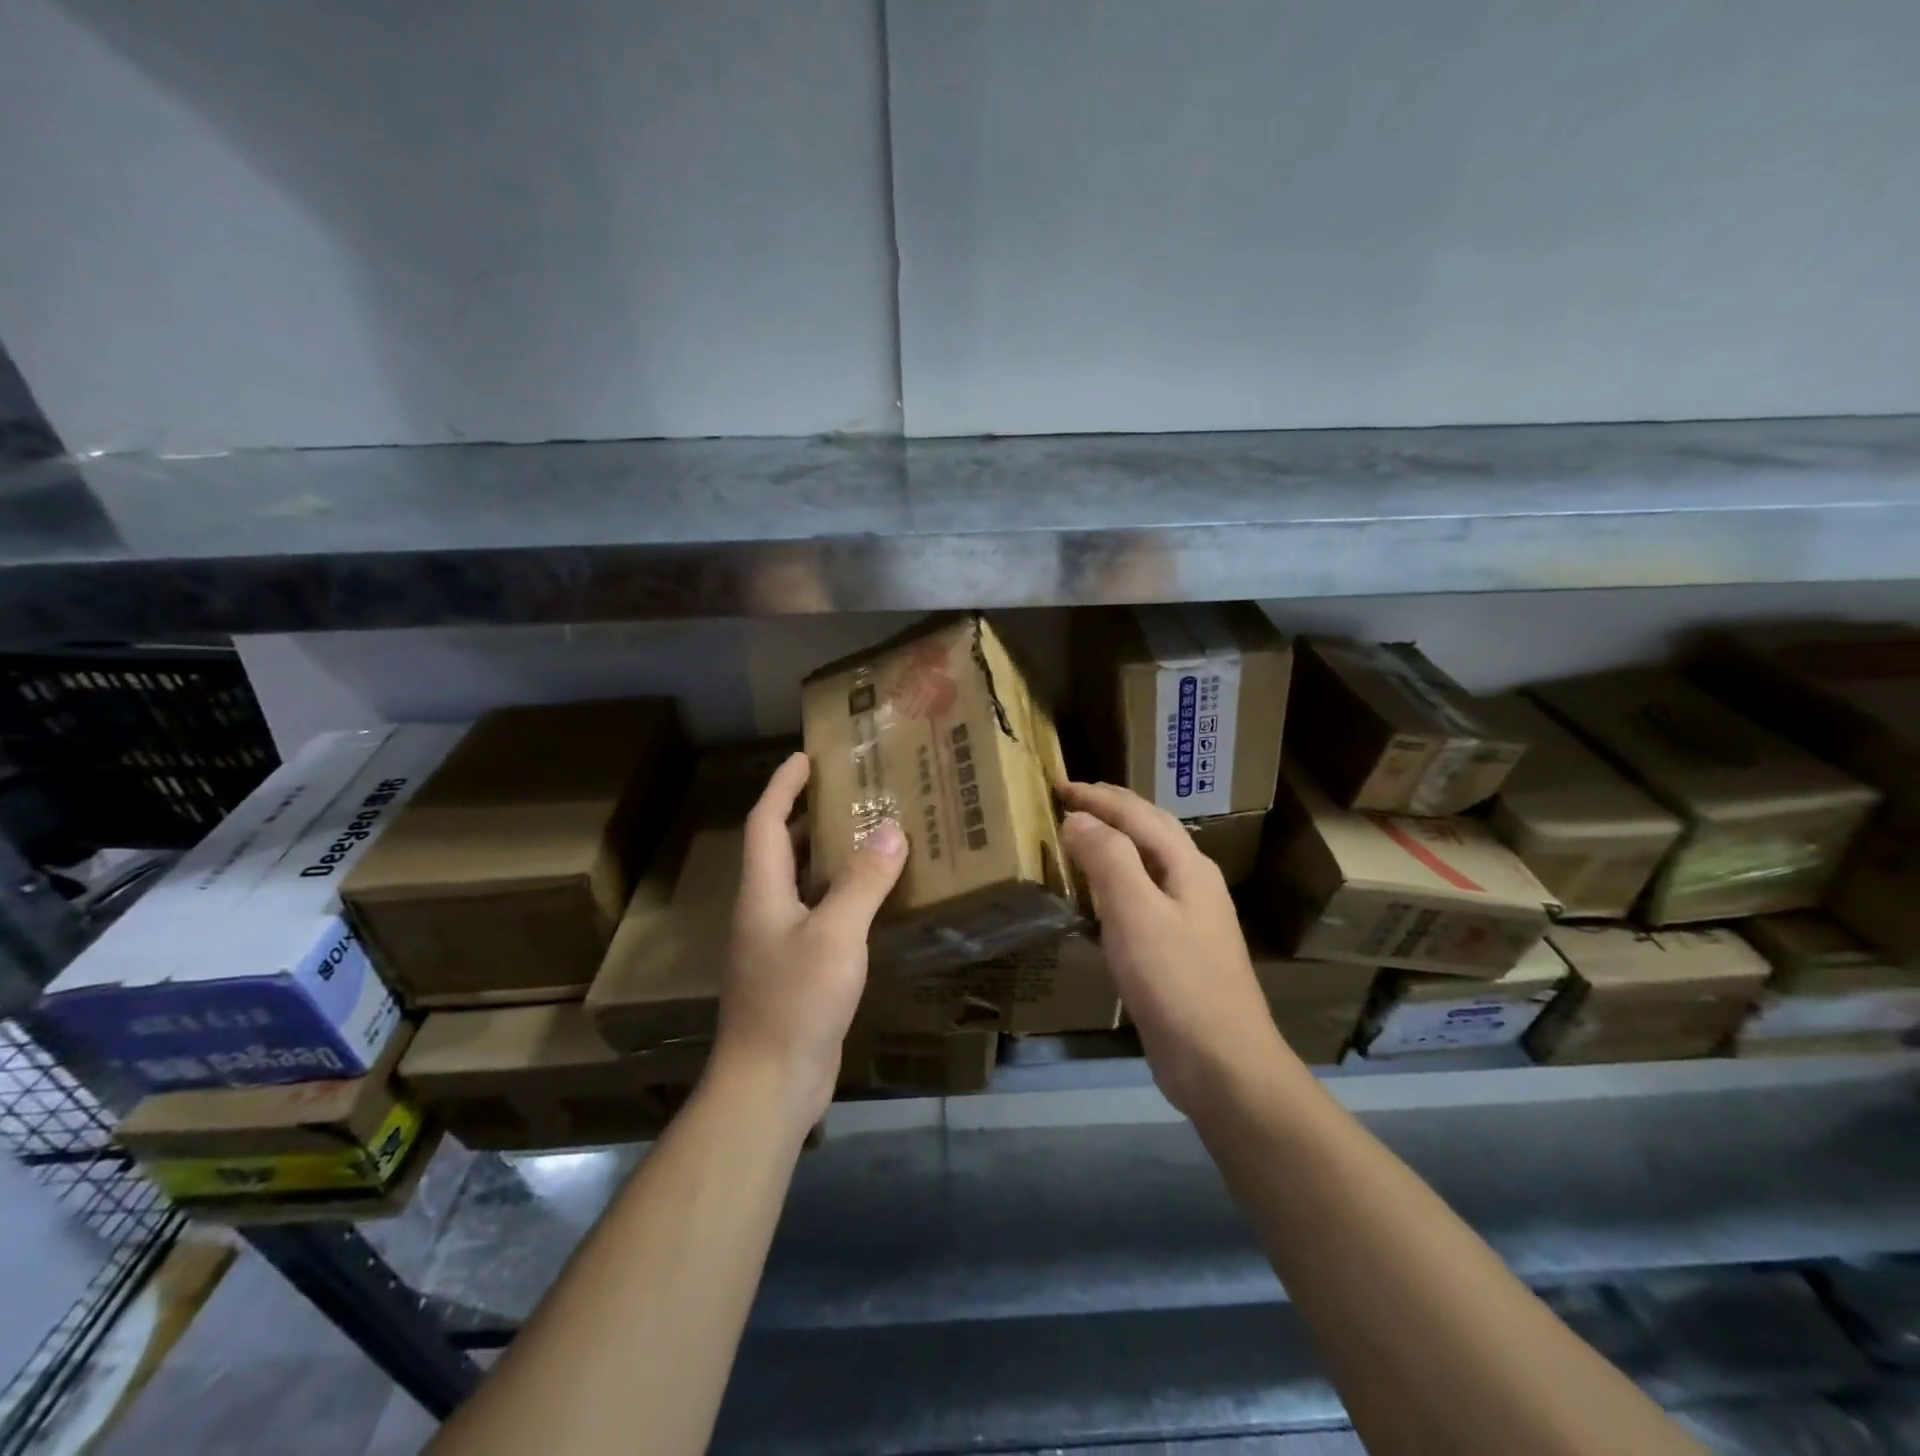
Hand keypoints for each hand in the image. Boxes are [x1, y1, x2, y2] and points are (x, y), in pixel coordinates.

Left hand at [714, 752, 908, 1126]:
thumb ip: (863, 882)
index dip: (782, 786)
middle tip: (848, 790)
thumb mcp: (836, 935)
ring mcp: (776, 943)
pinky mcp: (794, 970)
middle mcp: (763, 910)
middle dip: (807, 814)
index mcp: (763, 892)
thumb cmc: (795, 1001)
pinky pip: (816, 914)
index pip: (766, 822)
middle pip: (780, 848)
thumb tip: (891, 830)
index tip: (805, 757)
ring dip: (826, 854)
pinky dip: (839, 894)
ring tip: (866, 833)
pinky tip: (871, 899)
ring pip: (800, 882)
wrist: (769, 1083)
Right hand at [1060, 781, 1289, 1115]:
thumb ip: (1108, 859)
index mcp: (1186, 865)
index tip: (1056, 785)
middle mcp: (1192, 881)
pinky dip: (1114, 880)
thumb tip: (1079, 819)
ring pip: (1146, 862)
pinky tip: (1097, 898)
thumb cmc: (1177, 982)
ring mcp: (1189, 916)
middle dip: (1108, 809)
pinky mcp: (1177, 948)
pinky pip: (1141, 896)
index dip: (1096, 795)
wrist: (1222, 1064)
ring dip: (1112, 842)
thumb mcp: (1136, 913)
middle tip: (1067, 800)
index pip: (1136, 813)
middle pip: (1149, 829)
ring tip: (1077, 837)